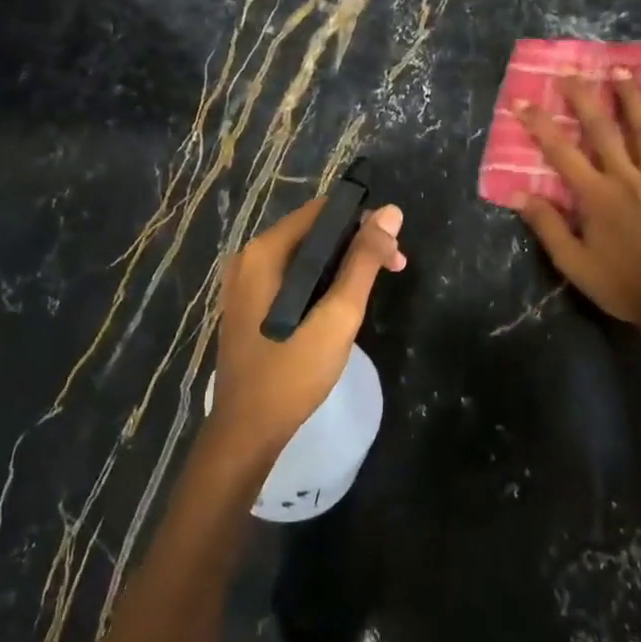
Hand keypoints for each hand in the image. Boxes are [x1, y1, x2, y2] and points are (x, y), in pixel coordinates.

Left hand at [210, 197, 406, 453]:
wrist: (248, 430)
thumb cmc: (293, 372)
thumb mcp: (338, 315)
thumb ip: (363, 261)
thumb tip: (390, 213)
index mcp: (264, 252)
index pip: (322, 211)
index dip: (363, 221)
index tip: (393, 248)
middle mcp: (249, 257)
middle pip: (313, 231)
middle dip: (356, 244)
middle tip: (395, 268)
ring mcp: (245, 282)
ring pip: (304, 256)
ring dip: (342, 263)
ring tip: (375, 285)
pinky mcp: (250, 304)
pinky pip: (292, 276)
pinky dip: (321, 280)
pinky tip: (342, 301)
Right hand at [514, 72, 640, 339]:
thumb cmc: (619, 283)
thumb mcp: (573, 263)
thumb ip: (547, 226)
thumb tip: (520, 194)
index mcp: (596, 196)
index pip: (561, 152)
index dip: (540, 125)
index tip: (522, 102)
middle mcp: (628, 178)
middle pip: (604, 129)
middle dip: (585, 98)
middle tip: (572, 73)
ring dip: (633, 99)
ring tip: (623, 72)